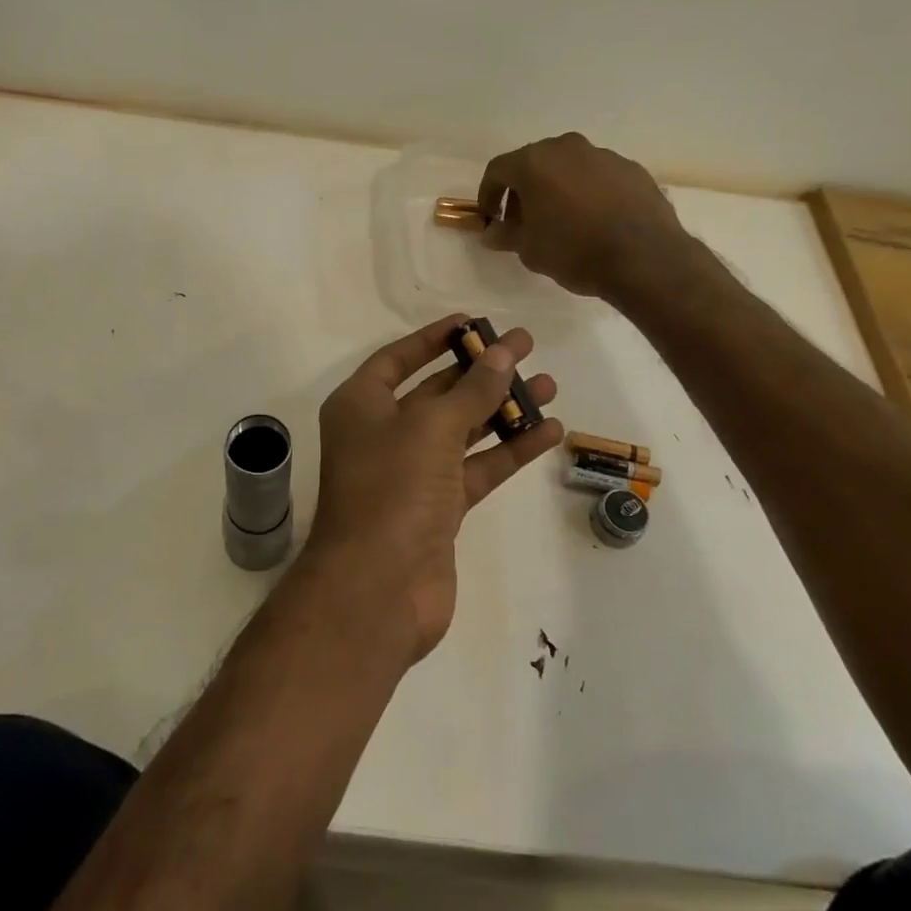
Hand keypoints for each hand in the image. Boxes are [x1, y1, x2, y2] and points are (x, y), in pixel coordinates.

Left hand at [304, 316, 561, 661]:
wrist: (377, 589)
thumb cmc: (392, 489)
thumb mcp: (431, 427)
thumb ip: (472, 390)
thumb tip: (502, 353)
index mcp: (360, 405)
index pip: (398, 358)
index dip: (434, 338)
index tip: (473, 321)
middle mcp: (382, 433)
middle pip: (437, 391)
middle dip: (481, 370)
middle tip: (527, 347)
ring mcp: (411, 473)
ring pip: (462, 430)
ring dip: (502, 408)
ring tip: (550, 385)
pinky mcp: (438, 509)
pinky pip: (477, 468)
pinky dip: (509, 451)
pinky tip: (549, 432)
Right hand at [479, 133, 688, 299]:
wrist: (644, 258)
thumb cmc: (574, 251)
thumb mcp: (529, 250)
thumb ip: (506, 235)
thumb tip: (492, 232)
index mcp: (534, 162)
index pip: (498, 170)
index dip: (488, 195)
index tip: (490, 218)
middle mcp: (566, 148)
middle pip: (534, 164)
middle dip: (523, 191)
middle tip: (523, 221)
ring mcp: (603, 155)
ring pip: (568, 167)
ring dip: (557, 189)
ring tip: (561, 221)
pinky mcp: (631, 169)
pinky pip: (598, 177)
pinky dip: (588, 192)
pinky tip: (594, 221)